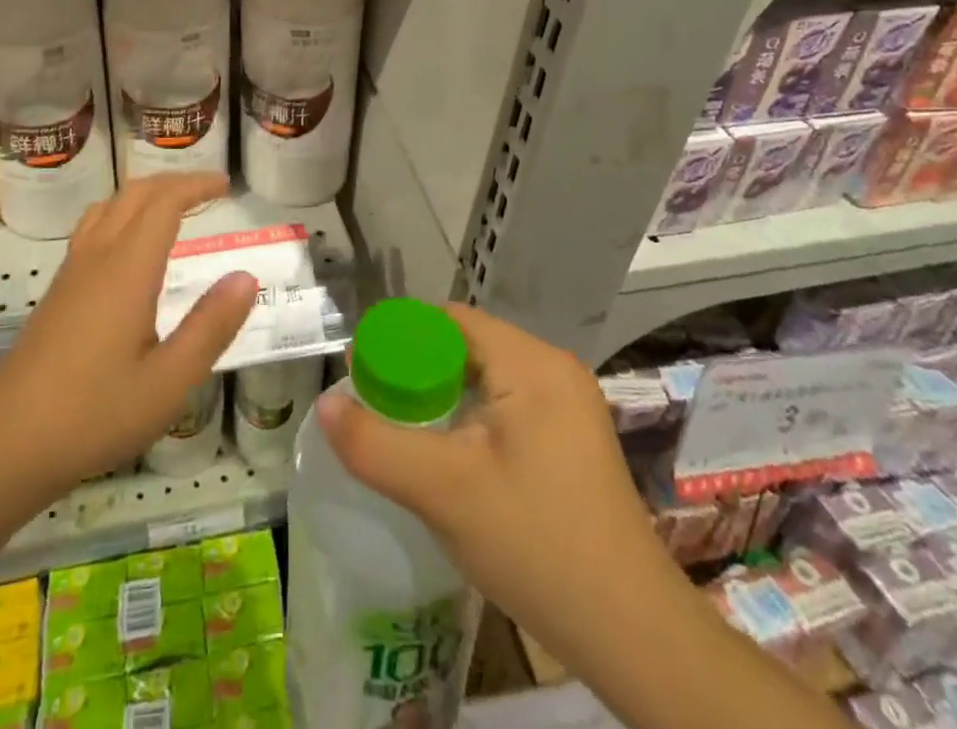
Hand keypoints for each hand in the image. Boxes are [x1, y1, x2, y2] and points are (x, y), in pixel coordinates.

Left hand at [0, 173, 256, 501]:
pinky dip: (121, 214)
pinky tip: (130, 249)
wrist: (6, 444)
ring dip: (144, 195)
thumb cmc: (94, 414)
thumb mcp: (168, 382)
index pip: (164, 202)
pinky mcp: (57, 291)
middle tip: (208, 191)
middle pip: (134, 194)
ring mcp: (71, 272)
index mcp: (127, 269)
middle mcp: (97, 257)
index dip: (196, 185)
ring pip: (108, 207)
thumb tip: (245, 277)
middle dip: (173, 182)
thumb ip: (210, 327)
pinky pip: (92, 228)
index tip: (226, 185)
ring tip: (173, 208)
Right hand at [316, 304, 654, 643]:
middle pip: (467, 346)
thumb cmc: (536, 545)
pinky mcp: (572, 438)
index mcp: (532, 363)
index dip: (400, 339)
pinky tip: (450, 453)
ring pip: (486, 377)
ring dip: (442, 395)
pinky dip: (470, 416)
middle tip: (376, 405)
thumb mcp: (442, 492)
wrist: (632, 634)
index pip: (449, 321)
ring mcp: (569, 405)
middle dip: (417, 370)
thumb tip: (324, 404)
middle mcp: (554, 369)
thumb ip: (375, 444)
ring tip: (403, 429)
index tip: (363, 372)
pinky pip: (507, 404)